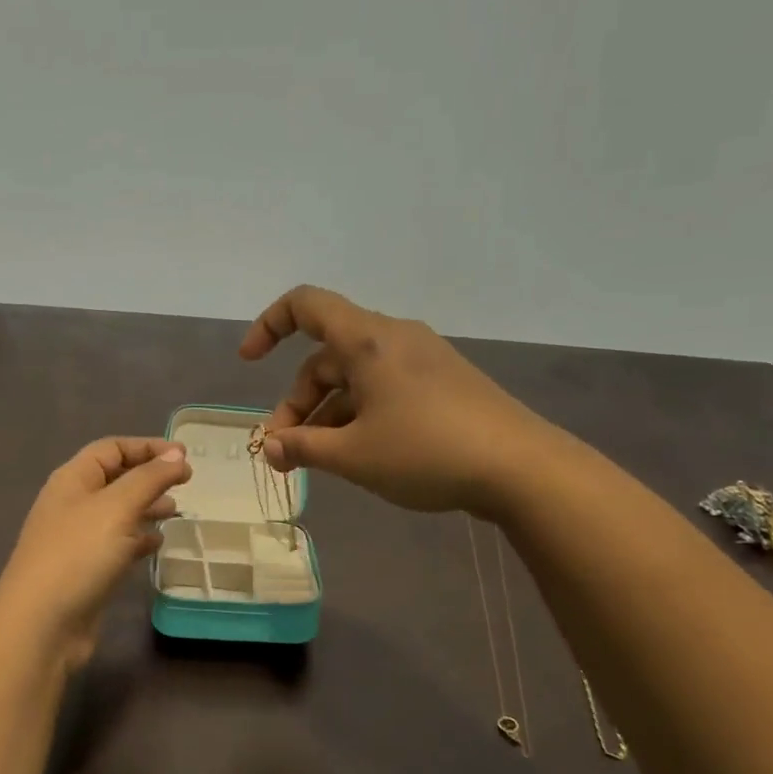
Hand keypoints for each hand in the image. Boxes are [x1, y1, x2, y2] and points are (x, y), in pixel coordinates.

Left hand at [0, 437, 192, 669]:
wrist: (41, 624)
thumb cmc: (78, 554)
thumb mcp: (117, 507)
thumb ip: (149, 478)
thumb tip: (176, 455)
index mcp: (73, 480)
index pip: (111, 449)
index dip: (147, 447)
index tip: (184, 456)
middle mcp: (73, 504)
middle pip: (115, 478)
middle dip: (150, 477)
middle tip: (187, 483)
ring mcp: (77, 539)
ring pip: (118, 513)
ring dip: (147, 507)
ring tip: (177, 510)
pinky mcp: (86, 570)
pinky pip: (117, 544)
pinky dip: (138, 539)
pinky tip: (158, 544)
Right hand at [239, 285, 570, 516]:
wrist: (523, 469)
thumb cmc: (426, 452)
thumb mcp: (353, 455)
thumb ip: (302, 447)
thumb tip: (269, 447)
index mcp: (366, 340)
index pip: (304, 305)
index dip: (268, 325)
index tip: (249, 362)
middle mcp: (392, 339)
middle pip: (325, 356)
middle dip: (297, 402)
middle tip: (284, 452)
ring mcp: (421, 360)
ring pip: (354, 377)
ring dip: (326, 414)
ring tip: (315, 461)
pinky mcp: (442, 383)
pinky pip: (383, 388)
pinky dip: (358, 414)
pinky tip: (356, 454)